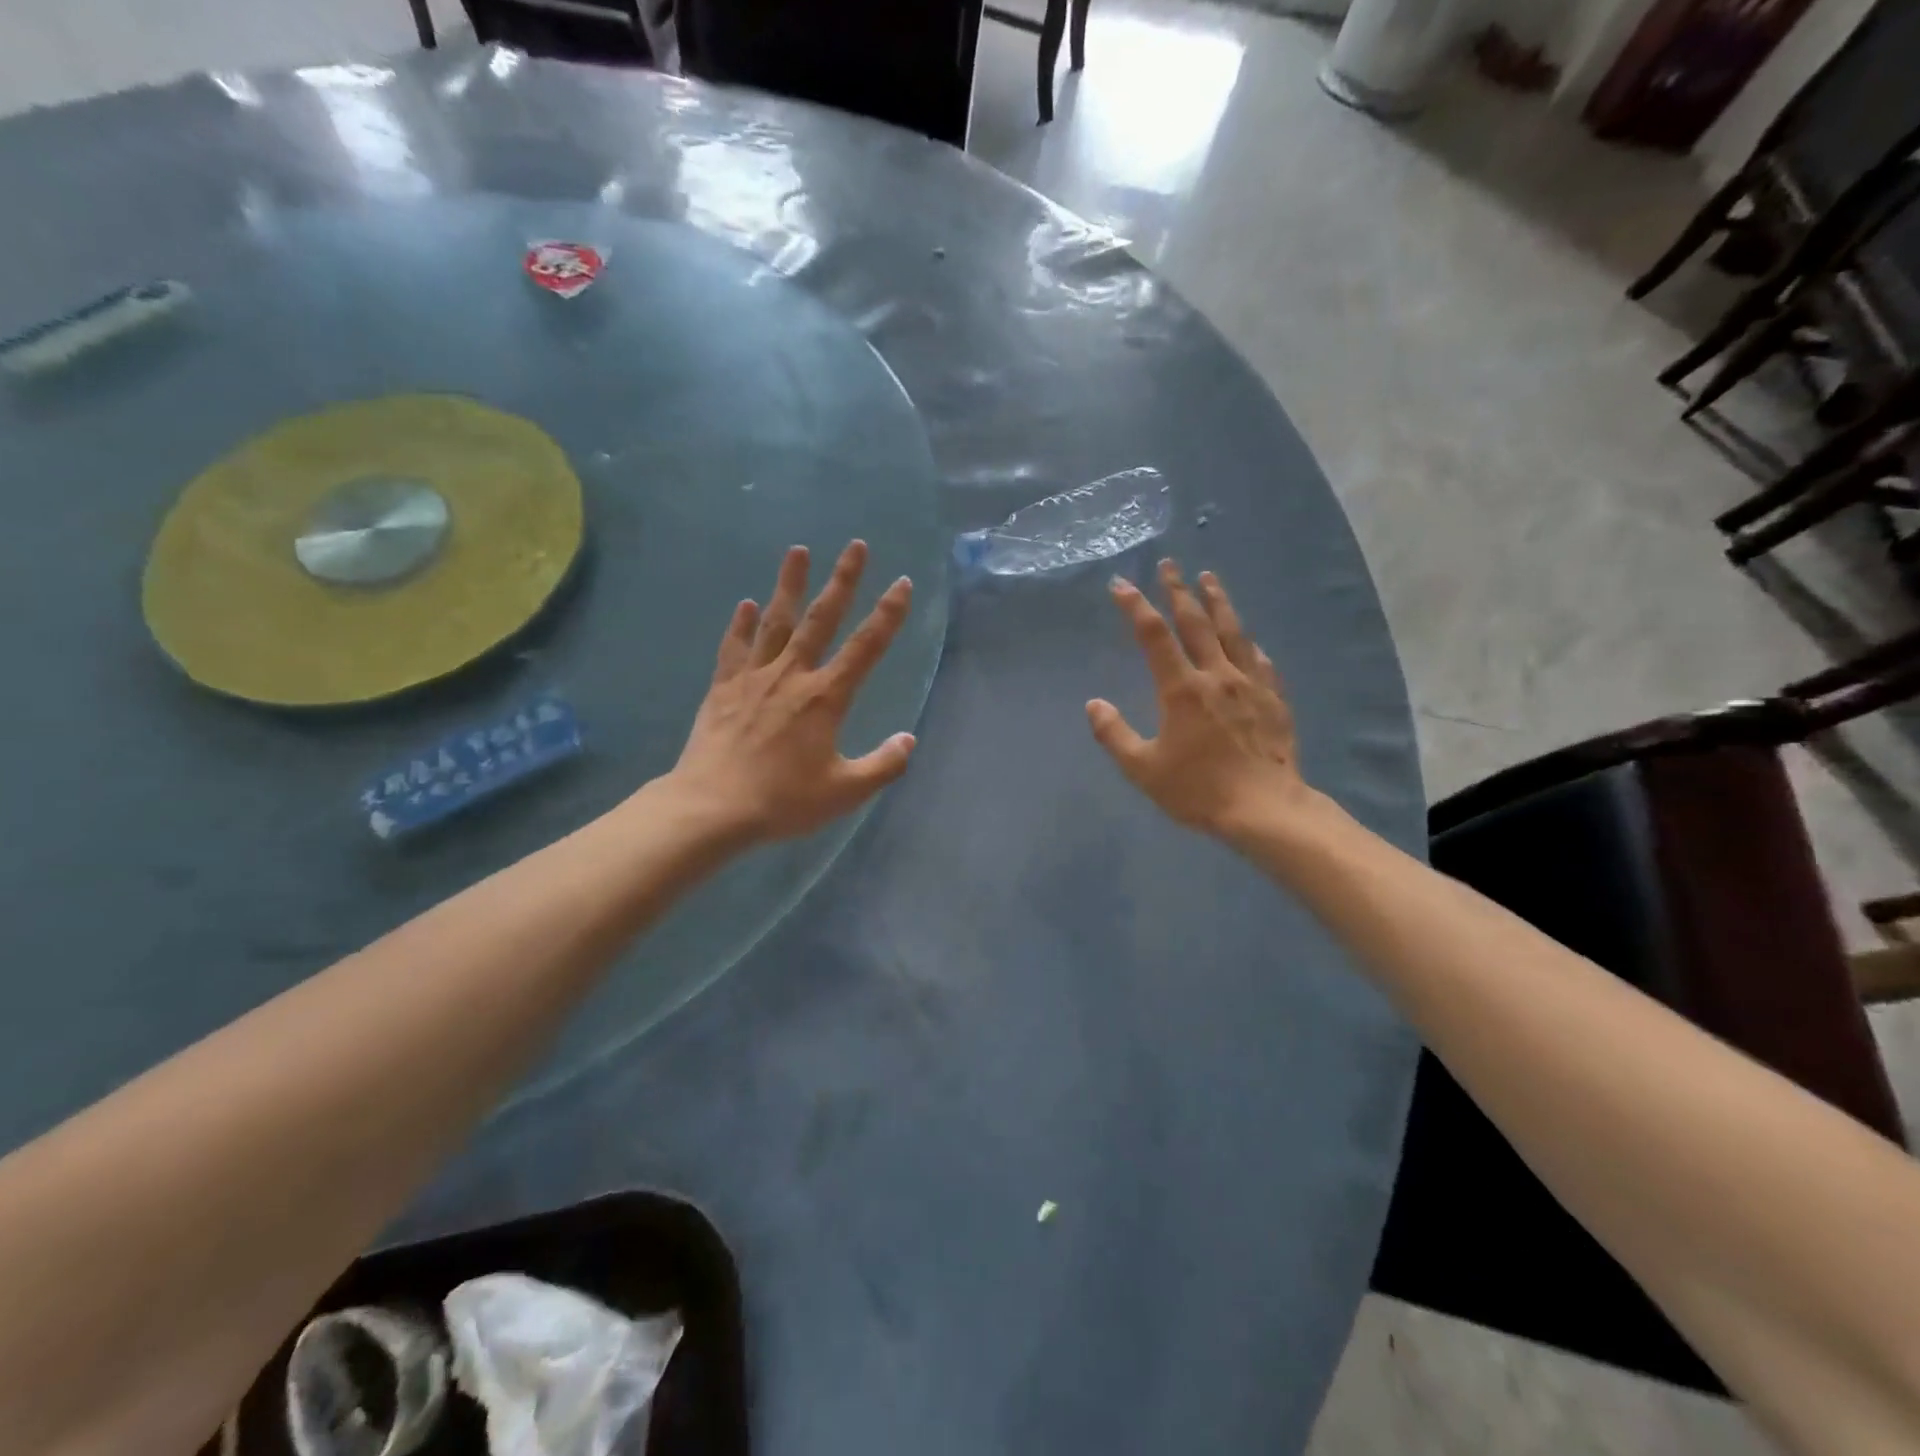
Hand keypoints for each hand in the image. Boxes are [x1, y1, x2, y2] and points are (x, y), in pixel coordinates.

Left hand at [669, 541, 915, 843]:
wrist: (713, 807)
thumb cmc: (783, 800)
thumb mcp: (845, 791)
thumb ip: (883, 765)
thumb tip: (908, 739)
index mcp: (825, 698)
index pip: (866, 647)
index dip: (888, 614)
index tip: (902, 583)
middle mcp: (792, 676)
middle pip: (822, 619)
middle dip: (843, 581)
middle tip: (856, 546)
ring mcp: (753, 678)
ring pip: (776, 621)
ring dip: (790, 585)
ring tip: (798, 550)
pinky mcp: (723, 688)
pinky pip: (734, 648)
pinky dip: (741, 624)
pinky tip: (745, 604)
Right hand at [1087, 560, 1312, 842]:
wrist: (1265, 808)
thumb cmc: (1198, 789)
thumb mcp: (1142, 768)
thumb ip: (1114, 734)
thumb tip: (1093, 704)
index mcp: (1181, 689)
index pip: (1153, 636)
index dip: (1135, 606)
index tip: (1121, 584)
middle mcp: (1216, 675)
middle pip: (1195, 622)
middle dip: (1178, 591)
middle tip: (1169, 564)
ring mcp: (1250, 684)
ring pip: (1232, 631)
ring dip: (1218, 602)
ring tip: (1209, 578)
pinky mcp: (1273, 699)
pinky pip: (1260, 660)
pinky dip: (1248, 644)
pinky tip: (1248, 639)